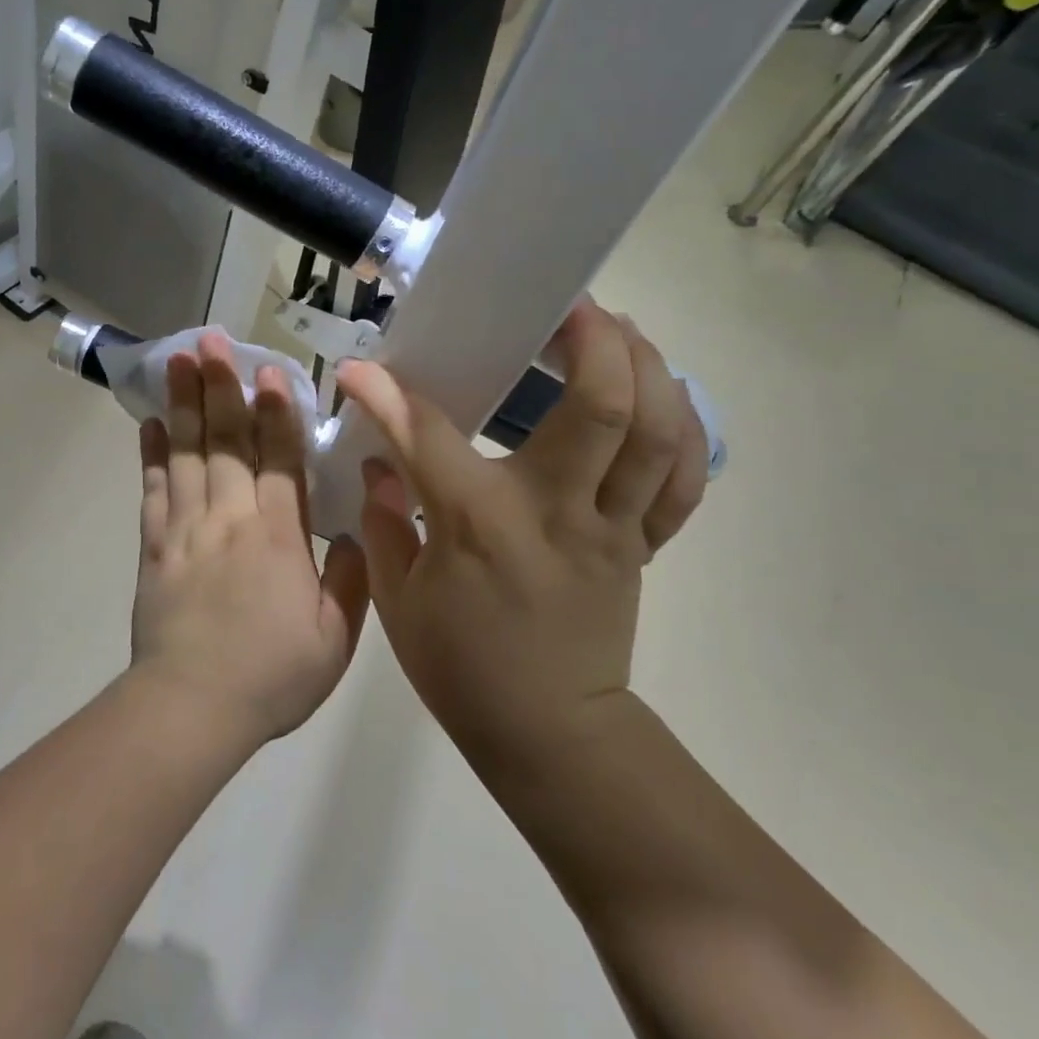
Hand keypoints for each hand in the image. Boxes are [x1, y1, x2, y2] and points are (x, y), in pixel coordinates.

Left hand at [131, 332, 370, 746]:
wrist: (192, 706)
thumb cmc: (272, 675)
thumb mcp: (336, 638)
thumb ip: (352, 578)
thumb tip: (359, 529)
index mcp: (278, 535)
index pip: (278, 458)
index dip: (276, 410)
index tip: (268, 369)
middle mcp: (230, 517)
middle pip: (226, 440)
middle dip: (220, 386)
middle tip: (210, 340)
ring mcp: (187, 528)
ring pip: (187, 452)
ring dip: (184, 403)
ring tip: (177, 359)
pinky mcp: (155, 545)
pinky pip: (154, 488)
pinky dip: (152, 453)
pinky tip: (150, 422)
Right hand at [335, 302, 707, 760]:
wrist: (548, 733)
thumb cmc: (461, 667)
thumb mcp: (398, 597)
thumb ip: (383, 519)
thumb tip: (380, 461)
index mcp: (481, 523)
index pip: (427, 434)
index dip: (386, 394)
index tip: (360, 368)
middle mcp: (556, 510)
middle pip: (603, 406)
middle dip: (593, 339)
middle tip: (567, 306)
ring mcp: (611, 526)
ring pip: (657, 431)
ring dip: (646, 367)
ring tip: (617, 331)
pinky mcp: (640, 544)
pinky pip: (678, 479)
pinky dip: (679, 428)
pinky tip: (657, 396)